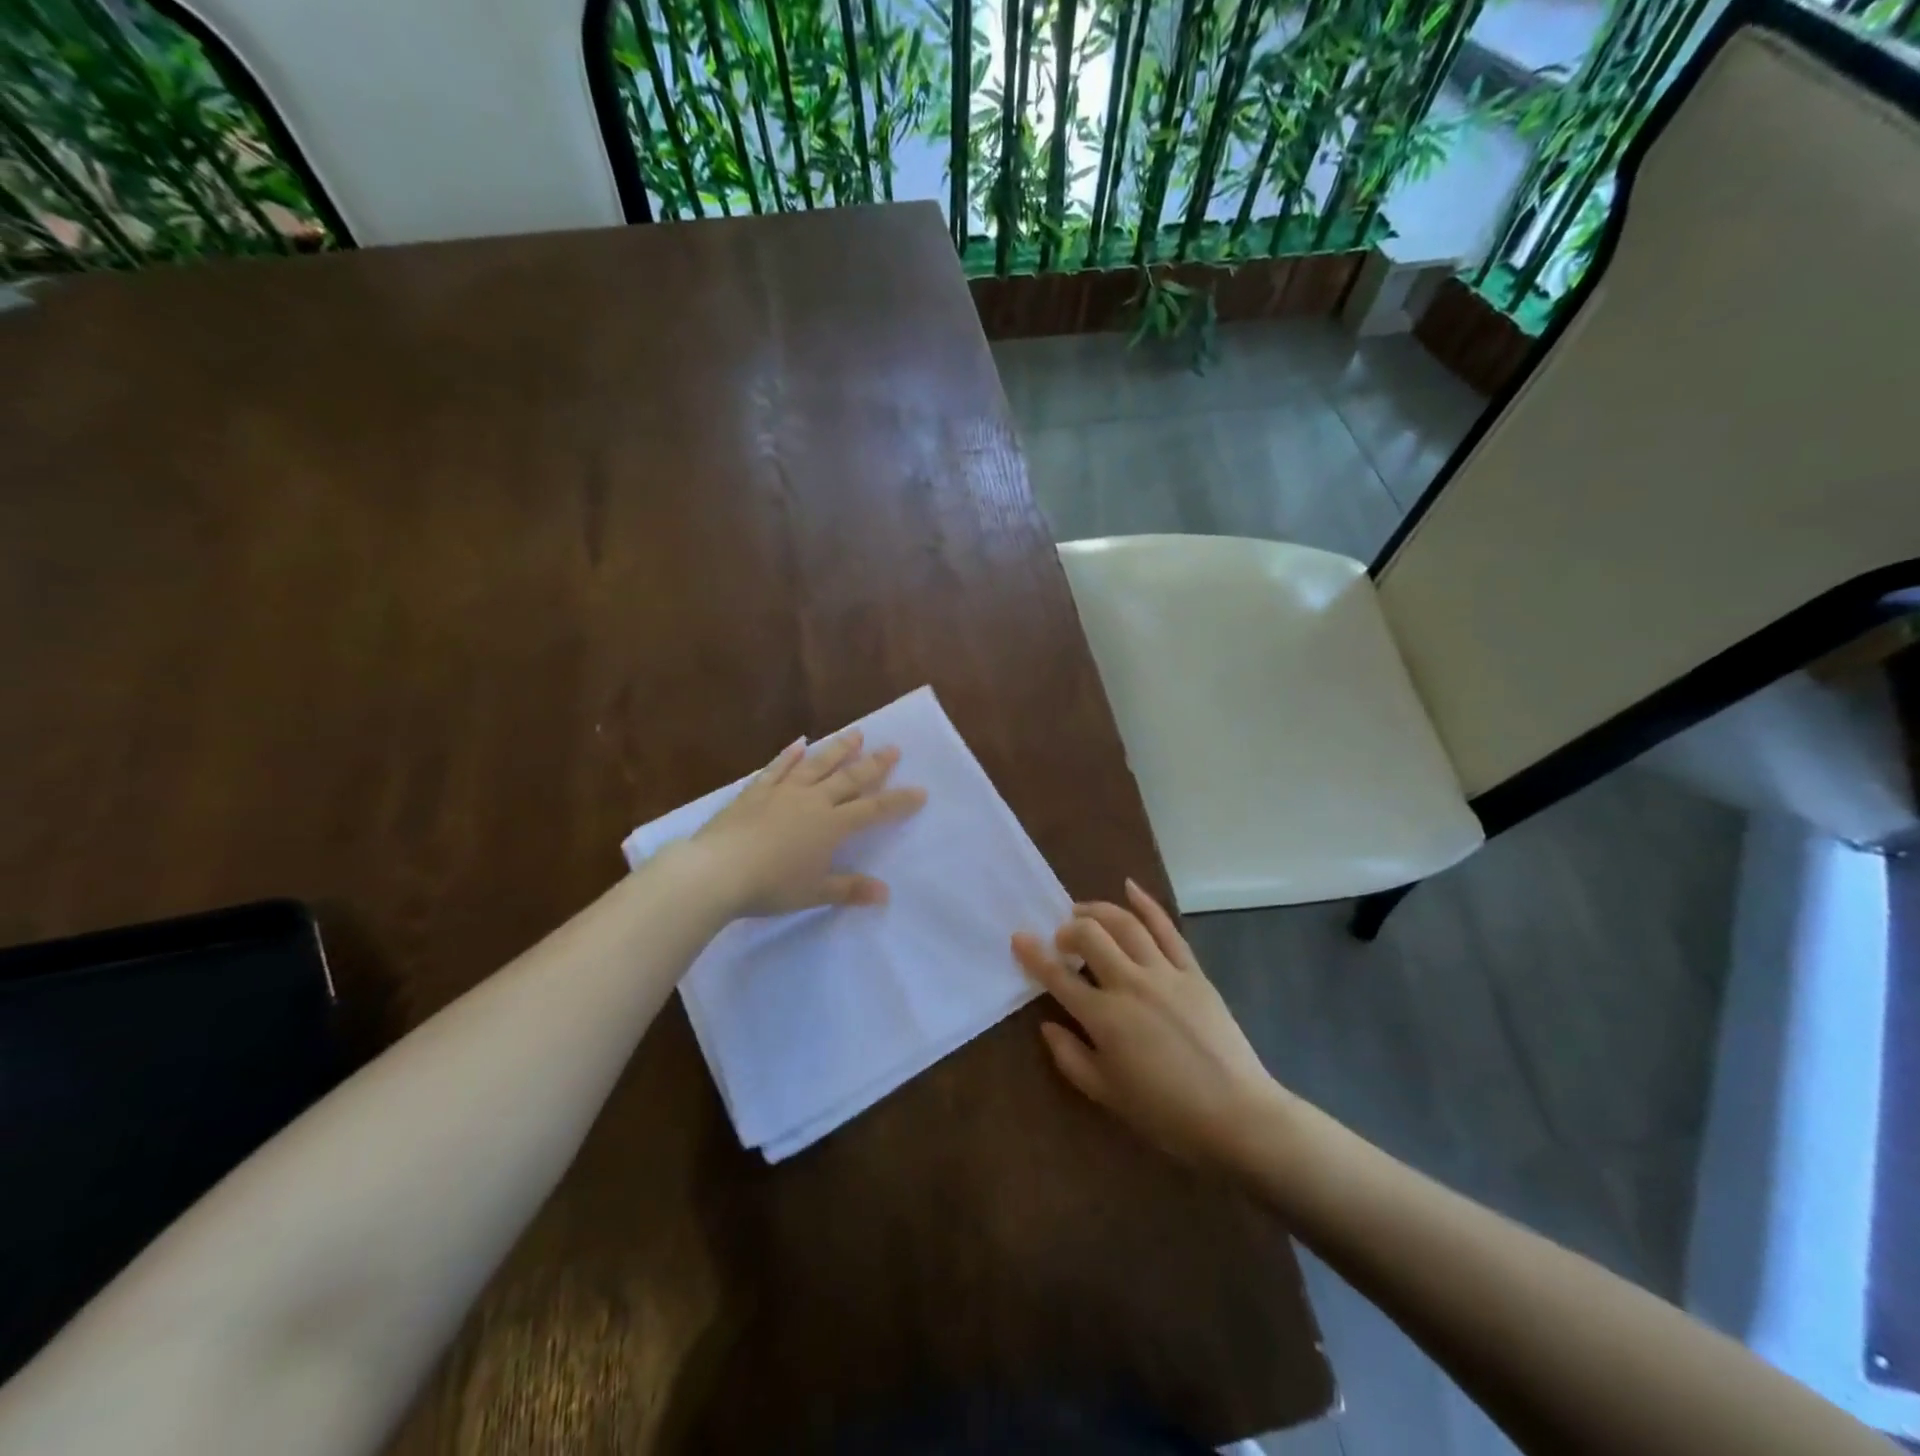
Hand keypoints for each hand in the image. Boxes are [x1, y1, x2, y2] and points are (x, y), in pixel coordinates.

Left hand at [689, 731, 926, 918]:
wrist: (717, 871)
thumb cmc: (770, 886)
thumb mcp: (814, 892)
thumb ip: (849, 889)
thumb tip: (885, 893)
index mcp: (831, 825)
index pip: (873, 809)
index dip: (898, 801)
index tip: (920, 790)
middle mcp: (812, 800)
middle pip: (849, 778)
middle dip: (874, 764)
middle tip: (893, 748)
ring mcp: (783, 792)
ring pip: (817, 764)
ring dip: (838, 748)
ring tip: (856, 733)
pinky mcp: (755, 791)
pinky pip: (777, 768)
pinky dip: (789, 755)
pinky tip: (798, 743)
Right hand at [1013, 880, 1286, 1170]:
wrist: (1238, 1116)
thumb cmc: (1167, 1114)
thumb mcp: (1108, 1094)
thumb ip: (1071, 1057)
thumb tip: (1048, 1025)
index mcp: (1105, 1017)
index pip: (1058, 977)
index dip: (1034, 955)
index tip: (1018, 938)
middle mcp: (1131, 984)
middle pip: (1090, 936)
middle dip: (1068, 929)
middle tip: (1061, 939)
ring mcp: (1165, 973)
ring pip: (1125, 924)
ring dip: (1098, 911)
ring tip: (1083, 912)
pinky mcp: (1193, 971)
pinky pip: (1167, 929)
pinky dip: (1147, 904)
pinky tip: (1130, 887)